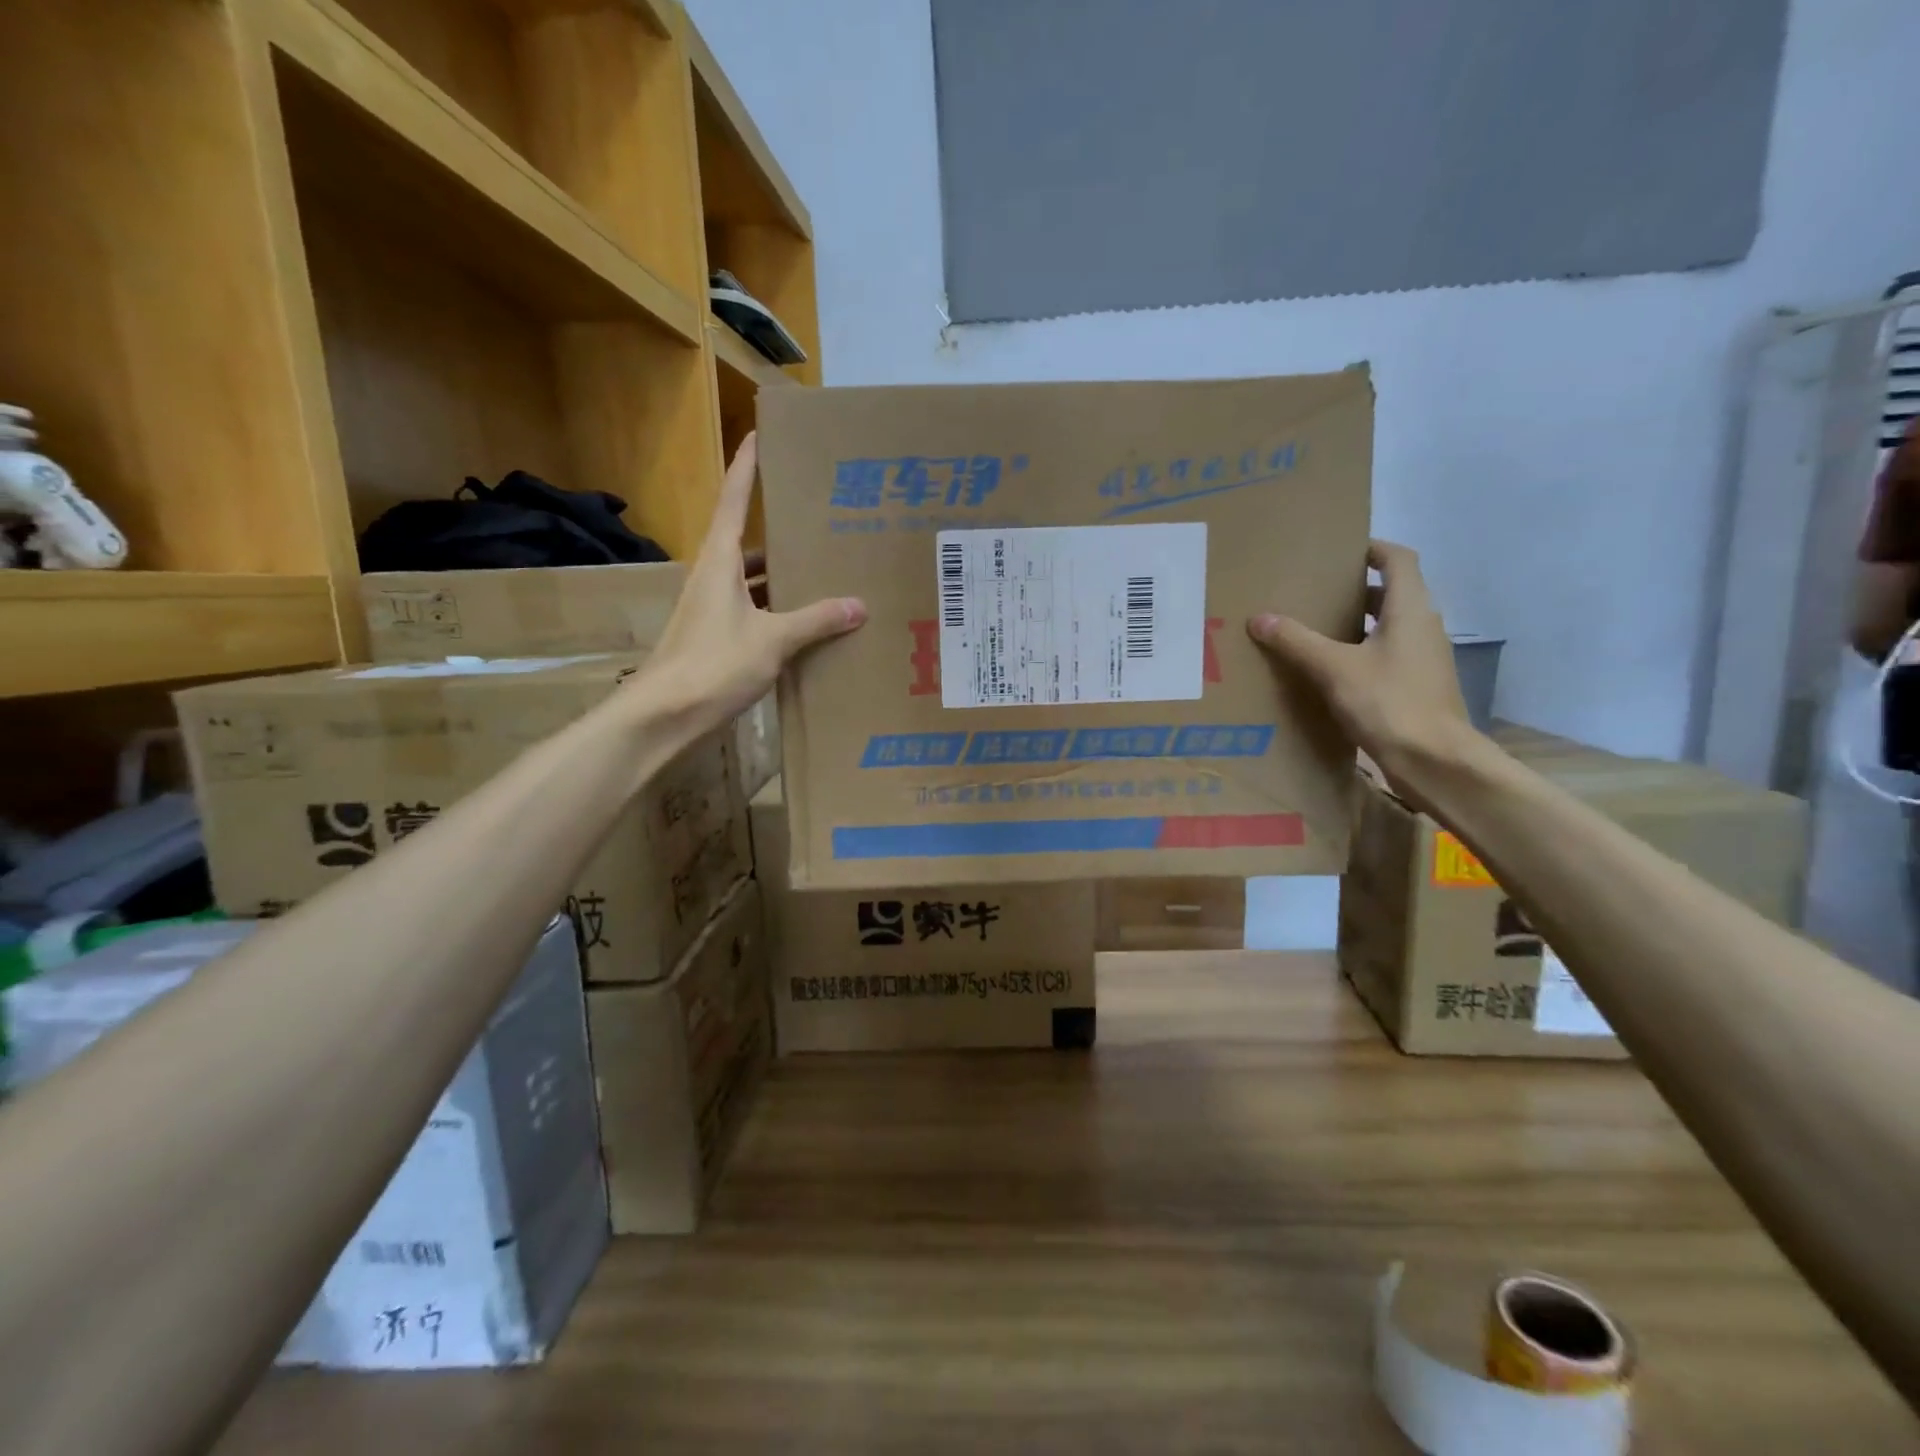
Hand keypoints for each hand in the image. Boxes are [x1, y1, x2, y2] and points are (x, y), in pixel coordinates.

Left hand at [633, 433, 864, 736]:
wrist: (663, 716)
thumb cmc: (713, 665)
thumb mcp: (772, 640)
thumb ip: (815, 620)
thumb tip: (858, 604)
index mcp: (720, 562)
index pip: (735, 501)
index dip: (747, 468)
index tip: (759, 435)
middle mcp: (713, 578)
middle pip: (746, 542)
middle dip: (778, 530)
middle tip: (817, 519)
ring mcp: (711, 610)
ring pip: (751, 581)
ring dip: (780, 576)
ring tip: (821, 571)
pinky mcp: (715, 638)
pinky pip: (752, 611)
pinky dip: (776, 611)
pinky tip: (804, 623)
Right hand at [1247, 540, 1477, 798]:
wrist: (1435, 761)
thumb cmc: (1390, 703)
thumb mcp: (1334, 669)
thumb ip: (1297, 641)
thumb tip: (1259, 618)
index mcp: (1410, 610)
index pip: (1398, 560)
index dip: (1372, 549)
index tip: (1339, 550)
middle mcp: (1423, 627)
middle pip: (1392, 593)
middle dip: (1355, 589)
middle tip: (1314, 591)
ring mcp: (1424, 659)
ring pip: (1388, 627)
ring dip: (1357, 623)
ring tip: (1315, 629)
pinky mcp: (1417, 686)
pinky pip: (1387, 656)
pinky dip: (1361, 653)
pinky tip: (1330, 671)